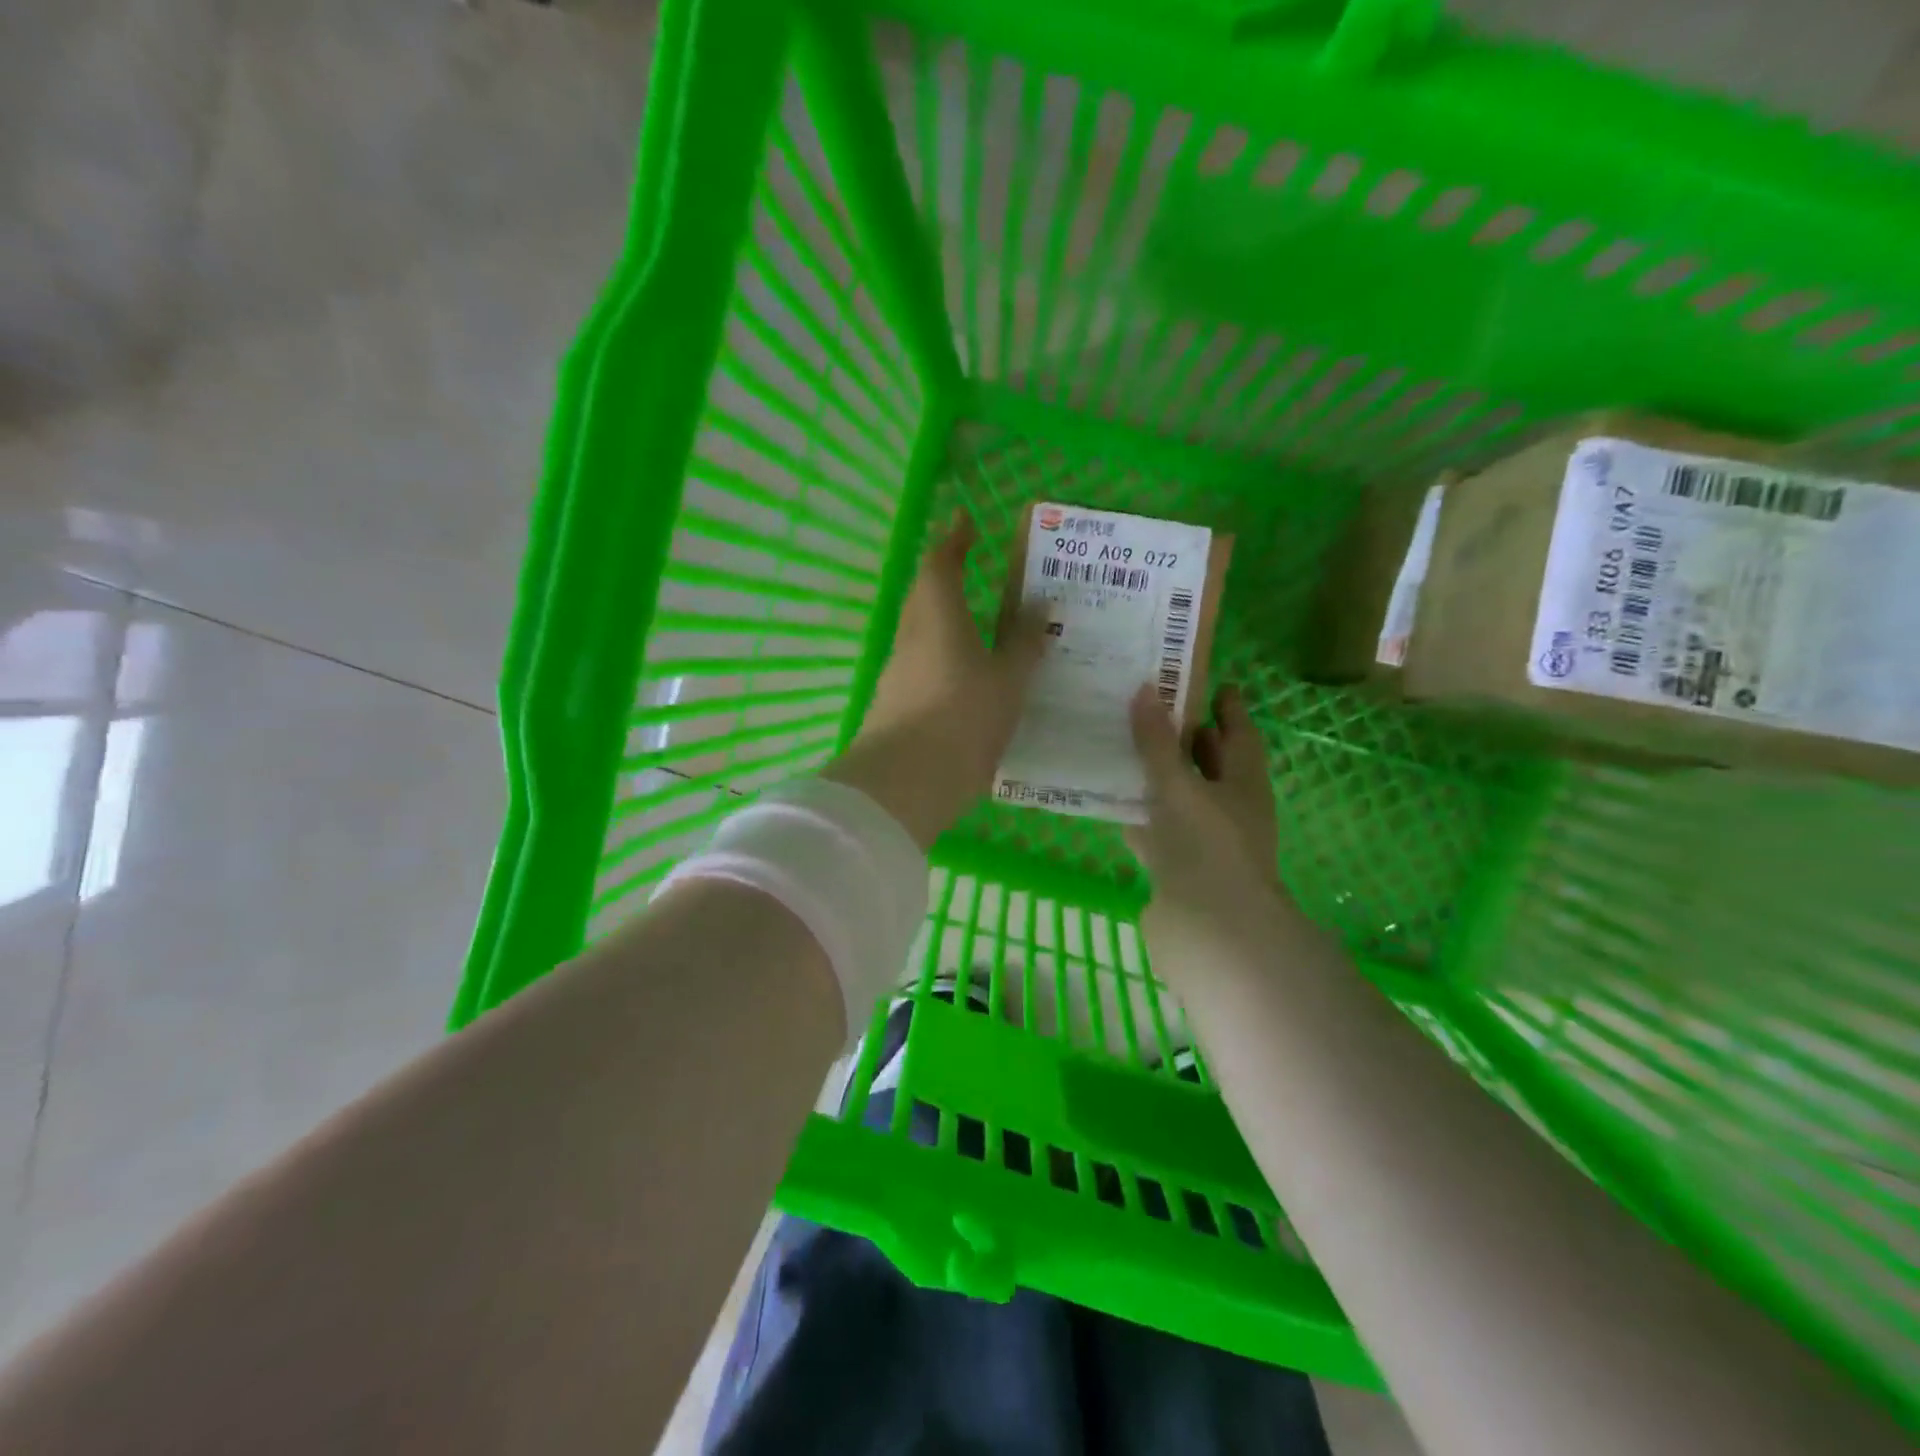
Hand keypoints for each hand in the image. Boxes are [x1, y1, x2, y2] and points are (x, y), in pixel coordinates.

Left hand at [822, 511, 1047, 847]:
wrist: (903, 784)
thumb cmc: (961, 720)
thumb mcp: (1007, 682)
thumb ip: (1024, 644)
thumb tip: (1040, 606)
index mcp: (937, 618)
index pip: (940, 565)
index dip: (953, 540)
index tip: (965, 522)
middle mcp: (911, 637)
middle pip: (923, 595)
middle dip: (945, 577)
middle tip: (973, 569)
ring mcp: (898, 672)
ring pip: (921, 632)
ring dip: (944, 619)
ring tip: (979, 624)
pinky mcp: (894, 704)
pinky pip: (922, 665)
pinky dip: (943, 657)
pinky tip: (965, 676)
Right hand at [1127, 682, 1283, 922]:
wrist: (1211, 931)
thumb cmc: (1207, 847)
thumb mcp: (1180, 787)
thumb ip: (1158, 744)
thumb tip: (1145, 688)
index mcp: (1243, 783)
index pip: (1239, 733)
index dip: (1229, 707)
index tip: (1213, 681)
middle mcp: (1228, 807)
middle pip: (1209, 763)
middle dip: (1186, 736)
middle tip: (1153, 705)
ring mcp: (1202, 839)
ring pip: (1180, 795)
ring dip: (1157, 774)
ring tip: (1123, 744)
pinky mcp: (1176, 865)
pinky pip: (1156, 827)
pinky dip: (1137, 812)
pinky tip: (1111, 799)